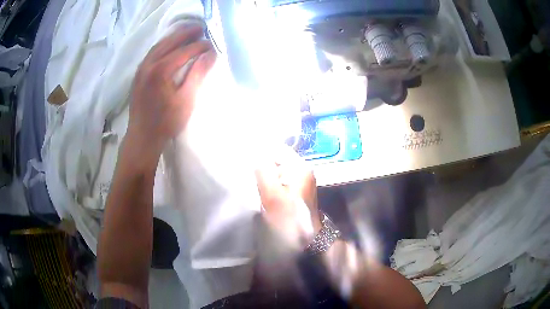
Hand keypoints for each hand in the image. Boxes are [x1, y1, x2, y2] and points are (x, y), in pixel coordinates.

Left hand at [126, 25, 216, 160]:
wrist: (142, 138)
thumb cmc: (166, 122)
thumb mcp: (186, 99)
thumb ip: (198, 74)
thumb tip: (210, 54)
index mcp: (160, 70)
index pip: (184, 51)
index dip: (199, 46)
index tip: (211, 43)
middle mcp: (148, 64)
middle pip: (169, 42)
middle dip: (185, 33)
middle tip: (200, 28)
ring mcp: (141, 69)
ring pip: (158, 46)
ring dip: (173, 37)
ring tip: (186, 32)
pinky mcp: (138, 75)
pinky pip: (151, 53)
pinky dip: (163, 45)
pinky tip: (169, 46)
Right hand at [255, 146, 321, 248]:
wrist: (306, 238)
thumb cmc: (289, 218)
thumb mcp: (273, 195)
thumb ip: (263, 172)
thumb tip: (254, 153)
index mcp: (300, 167)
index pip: (277, 148)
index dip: (260, 151)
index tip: (245, 158)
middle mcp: (303, 169)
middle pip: (278, 158)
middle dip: (262, 164)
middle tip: (248, 173)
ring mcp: (302, 180)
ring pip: (278, 169)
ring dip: (266, 174)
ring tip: (254, 181)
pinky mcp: (298, 189)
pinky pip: (281, 179)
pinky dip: (271, 182)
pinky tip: (264, 190)